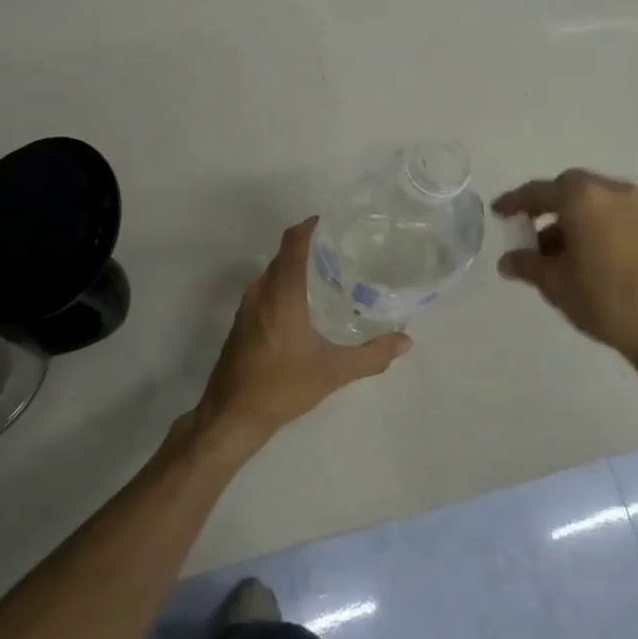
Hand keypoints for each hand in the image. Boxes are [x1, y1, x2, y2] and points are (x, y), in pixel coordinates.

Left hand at [198, 217, 411, 446]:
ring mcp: (247, 307)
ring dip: (296, 267)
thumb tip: (405, 341)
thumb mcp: (334, 371)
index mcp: (281, 293)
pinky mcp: (242, 323)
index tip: (334, 222)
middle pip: (284, 255)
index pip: (293, 243)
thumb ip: (372, 354)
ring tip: (329, 275)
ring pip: (273, 273)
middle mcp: (261, 292)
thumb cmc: (282, 386)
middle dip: (310, 246)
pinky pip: (266, 290)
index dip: (311, 226)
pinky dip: (285, 286)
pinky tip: (306, 305)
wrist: (232, 415)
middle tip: (343, 250)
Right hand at [494, 170, 637, 394]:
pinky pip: (609, 216)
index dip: (514, 202)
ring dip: (568, 219)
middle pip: (568, 190)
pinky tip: (580, 258)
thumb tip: (508, 261)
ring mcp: (635, 208)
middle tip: (526, 230)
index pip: (538, 192)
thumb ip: (527, 264)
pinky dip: (590, 227)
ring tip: (551, 254)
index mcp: (581, 197)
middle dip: (545, 207)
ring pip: (591, 203)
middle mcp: (609, 191)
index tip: (497, 212)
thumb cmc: (603, 297)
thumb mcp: (555, 282)